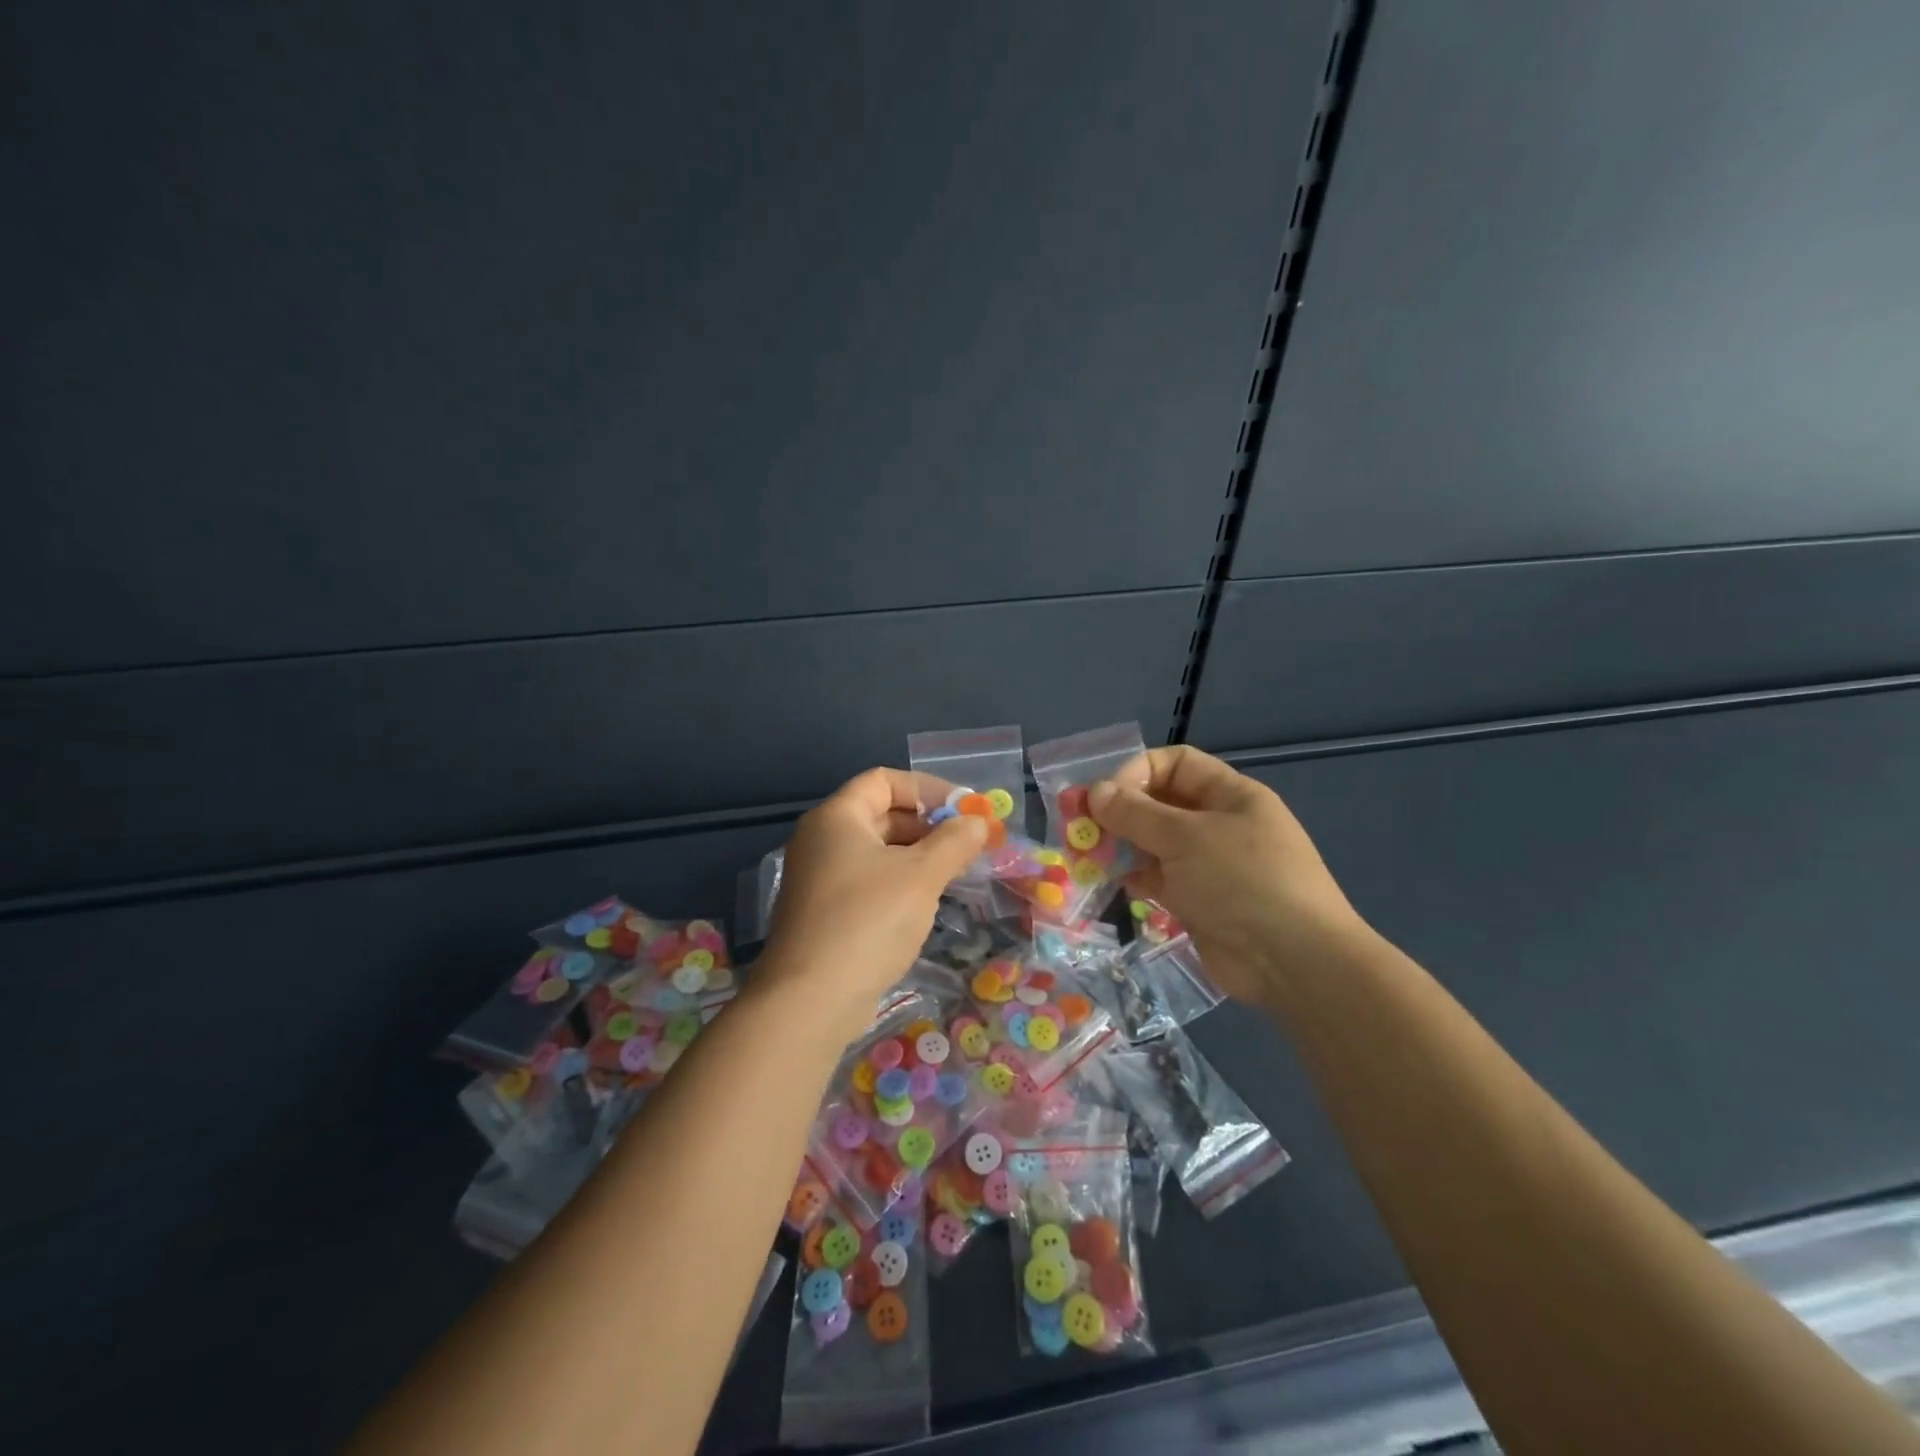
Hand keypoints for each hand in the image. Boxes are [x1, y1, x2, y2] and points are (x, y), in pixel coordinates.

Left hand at [761, 767, 986, 1036]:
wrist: (811, 1000)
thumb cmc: (868, 921)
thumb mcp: (921, 876)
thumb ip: (954, 842)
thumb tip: (978, 822)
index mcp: (837, 817)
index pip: (884, 780)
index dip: (928, 789)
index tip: (965, 810)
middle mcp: (822, 840)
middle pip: (882, 814)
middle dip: (928, 825)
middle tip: (969, 844)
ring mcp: (819, 878)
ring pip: (877, 852)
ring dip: (918, 856)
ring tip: (957, 873)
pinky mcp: (824, 913)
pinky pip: (868, 882)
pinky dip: (900, 883)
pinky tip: (927, 903)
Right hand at [1088, 746, 1364, 1005]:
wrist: (1294, 963)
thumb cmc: (1243, 881)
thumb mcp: (1186, 837)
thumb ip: (1135, 814)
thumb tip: (1094, 792)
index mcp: (1230, 795)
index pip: (1175, 763)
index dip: (1136, 771)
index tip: (1104, 796)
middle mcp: (1219, 824)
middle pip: (1160, 803)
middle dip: (1120, 811)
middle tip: (1079, 826)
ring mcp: (1209, 865)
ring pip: (1154, 843)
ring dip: (1121, 845)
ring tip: (1087, 856)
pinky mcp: (1199, 901)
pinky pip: (1158, 878)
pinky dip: (1134, 876)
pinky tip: (1113, 882)